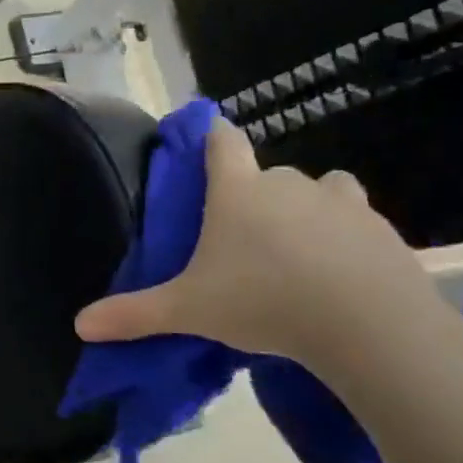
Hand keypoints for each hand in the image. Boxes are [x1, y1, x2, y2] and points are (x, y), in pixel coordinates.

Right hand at [74, 119, 449, 369]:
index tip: (206, 143)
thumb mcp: (187, 311)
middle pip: (266, 173)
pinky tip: (337, 275)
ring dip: (306, 209)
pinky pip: (356, 221)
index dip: (212, 137)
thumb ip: (133, 314)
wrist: (368, 325)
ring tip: (295, 250)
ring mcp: (341, 204)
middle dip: (254, 196)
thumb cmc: (262, 301)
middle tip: (240, 238)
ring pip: (320, 190)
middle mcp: (288, 184)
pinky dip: (345, 238)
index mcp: (237, 191)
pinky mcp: (383, 230)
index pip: (222, 142)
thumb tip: (80, 325)